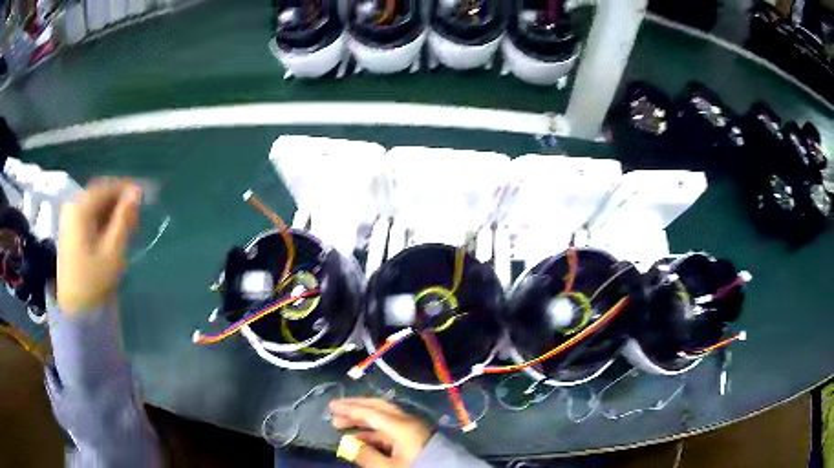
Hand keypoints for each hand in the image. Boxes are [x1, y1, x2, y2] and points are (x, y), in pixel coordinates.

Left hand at [57, 179, 141, 315]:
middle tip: (136, 213)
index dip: (126, 188)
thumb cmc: (93, 281)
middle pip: (99, 194)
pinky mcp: (69, 231)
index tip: (143, 196)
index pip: (107, 186)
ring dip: (111, 210)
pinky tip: (111, 231)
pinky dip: (102, 218)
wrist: (73, 309)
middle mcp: (73, 207)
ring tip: (127, 225)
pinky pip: (88, 215)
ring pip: (94, 204)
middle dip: (118, 200)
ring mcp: (69, 219)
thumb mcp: (112, 251)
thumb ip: (124, 219)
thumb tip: (136, 193)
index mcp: (81, 208)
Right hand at [330, 398, 433, 467]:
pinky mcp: (414, 437)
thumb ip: (367, 456)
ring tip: (341, 425)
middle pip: (378, 408)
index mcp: (401, 425)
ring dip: (362, 420)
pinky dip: (372, 431)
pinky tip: (359, 438)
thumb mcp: (389, 467)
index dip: (350, 409)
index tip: (332, 406)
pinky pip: (389, 429)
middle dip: (355, 408)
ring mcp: (412, 428)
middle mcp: (407, 421)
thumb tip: (349, 444)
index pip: (371, 412)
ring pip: (383, 418)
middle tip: (335, 410)